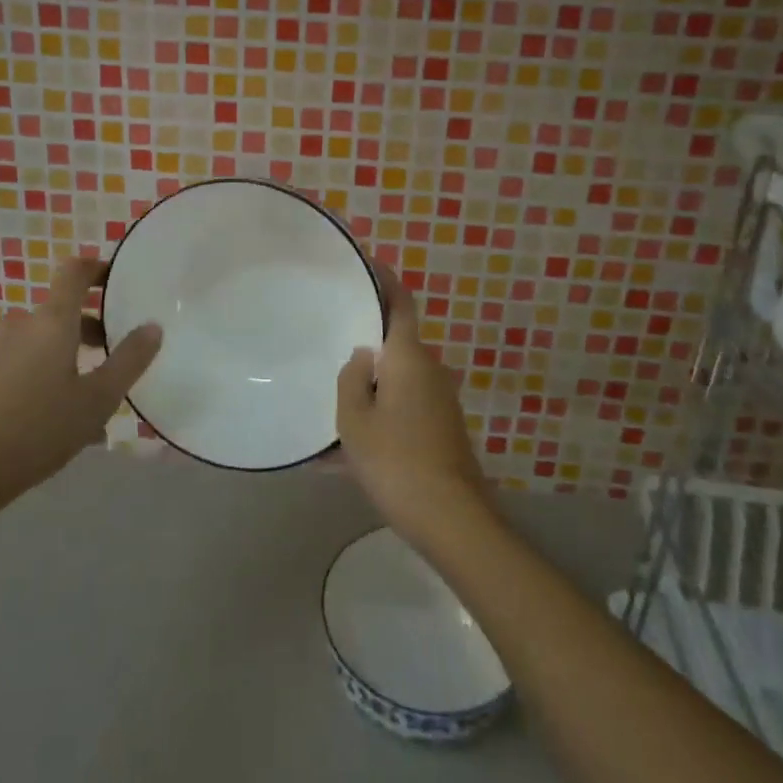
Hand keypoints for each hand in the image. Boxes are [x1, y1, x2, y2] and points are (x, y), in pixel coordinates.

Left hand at [0, 257, 162, 512]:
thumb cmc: (39, 430)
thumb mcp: (98, 399)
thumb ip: (129, 359)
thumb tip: (152, 326)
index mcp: (51, 321)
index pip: (74, 271)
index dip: (97, 268)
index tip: (117, 281)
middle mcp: (20, 326)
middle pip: (60, 312)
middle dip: (90, 329)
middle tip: (113, 358)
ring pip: (41, 342)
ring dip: (67, 357)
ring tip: (87, 400)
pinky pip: (20, 364)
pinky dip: (42, 376)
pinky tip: (53, 419)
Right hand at [336, 263, 490, 548]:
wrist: (452, 520)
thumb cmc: (396, 460)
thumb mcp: (355, 419)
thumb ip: (352, 378)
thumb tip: (363, 356)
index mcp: (409, 357)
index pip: (400, 303)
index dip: (385, 279)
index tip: (367, 262)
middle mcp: (430, 370)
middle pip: (396, 343)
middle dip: (367, 341)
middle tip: (331, 339)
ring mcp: (439, 401)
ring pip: (397, 380)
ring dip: (369, 386)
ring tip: (331, 401)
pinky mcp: (441, 429)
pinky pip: (402, 409)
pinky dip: (378, 416)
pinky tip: (344, 452)